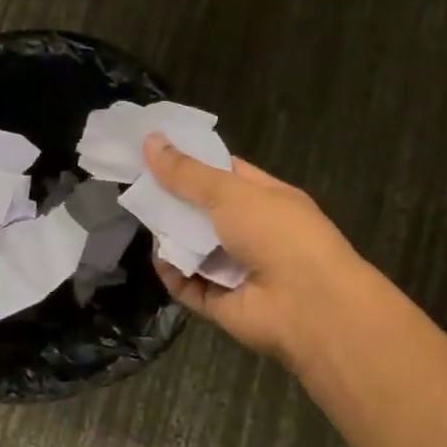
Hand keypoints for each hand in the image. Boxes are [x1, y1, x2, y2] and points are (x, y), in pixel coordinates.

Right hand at [143, 134, 361, 373]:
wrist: (308, 306)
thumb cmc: (276, 234)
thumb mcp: (230, 192)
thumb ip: (187, 173)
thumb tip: (150, 139)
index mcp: (266, 199)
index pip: (225, 175)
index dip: (192, 163)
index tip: (154, 152)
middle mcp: (252, 233)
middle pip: (203, 213)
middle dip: (173, 202)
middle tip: (137, 187)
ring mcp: (237, 270)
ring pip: (193, 249)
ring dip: (171, 238)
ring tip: (146, 223)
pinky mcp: (221, 303)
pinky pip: (189, 285)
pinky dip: (174, 274)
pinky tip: (162, 261)